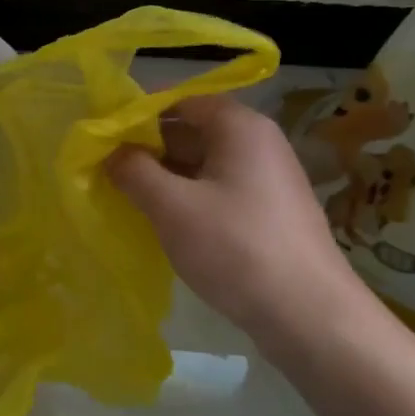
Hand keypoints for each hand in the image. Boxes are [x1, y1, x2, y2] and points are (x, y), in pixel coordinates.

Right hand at [107, 94, 362, 339]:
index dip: (139, 113)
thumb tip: (110, 151)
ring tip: (125, 195)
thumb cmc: (236, 247)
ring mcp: (267, 179)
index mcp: (239, 127)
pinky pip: (217, 190)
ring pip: (202, 163)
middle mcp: (258, 143)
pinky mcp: (268, 212)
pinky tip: (162, 221)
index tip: (103, 135)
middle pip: (191, 130)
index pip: (180, 99)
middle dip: (147, 147)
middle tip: (106, 168)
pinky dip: (187, 197)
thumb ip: (133, 170)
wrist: (311, 316)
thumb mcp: (171, 206)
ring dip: (164, 176)